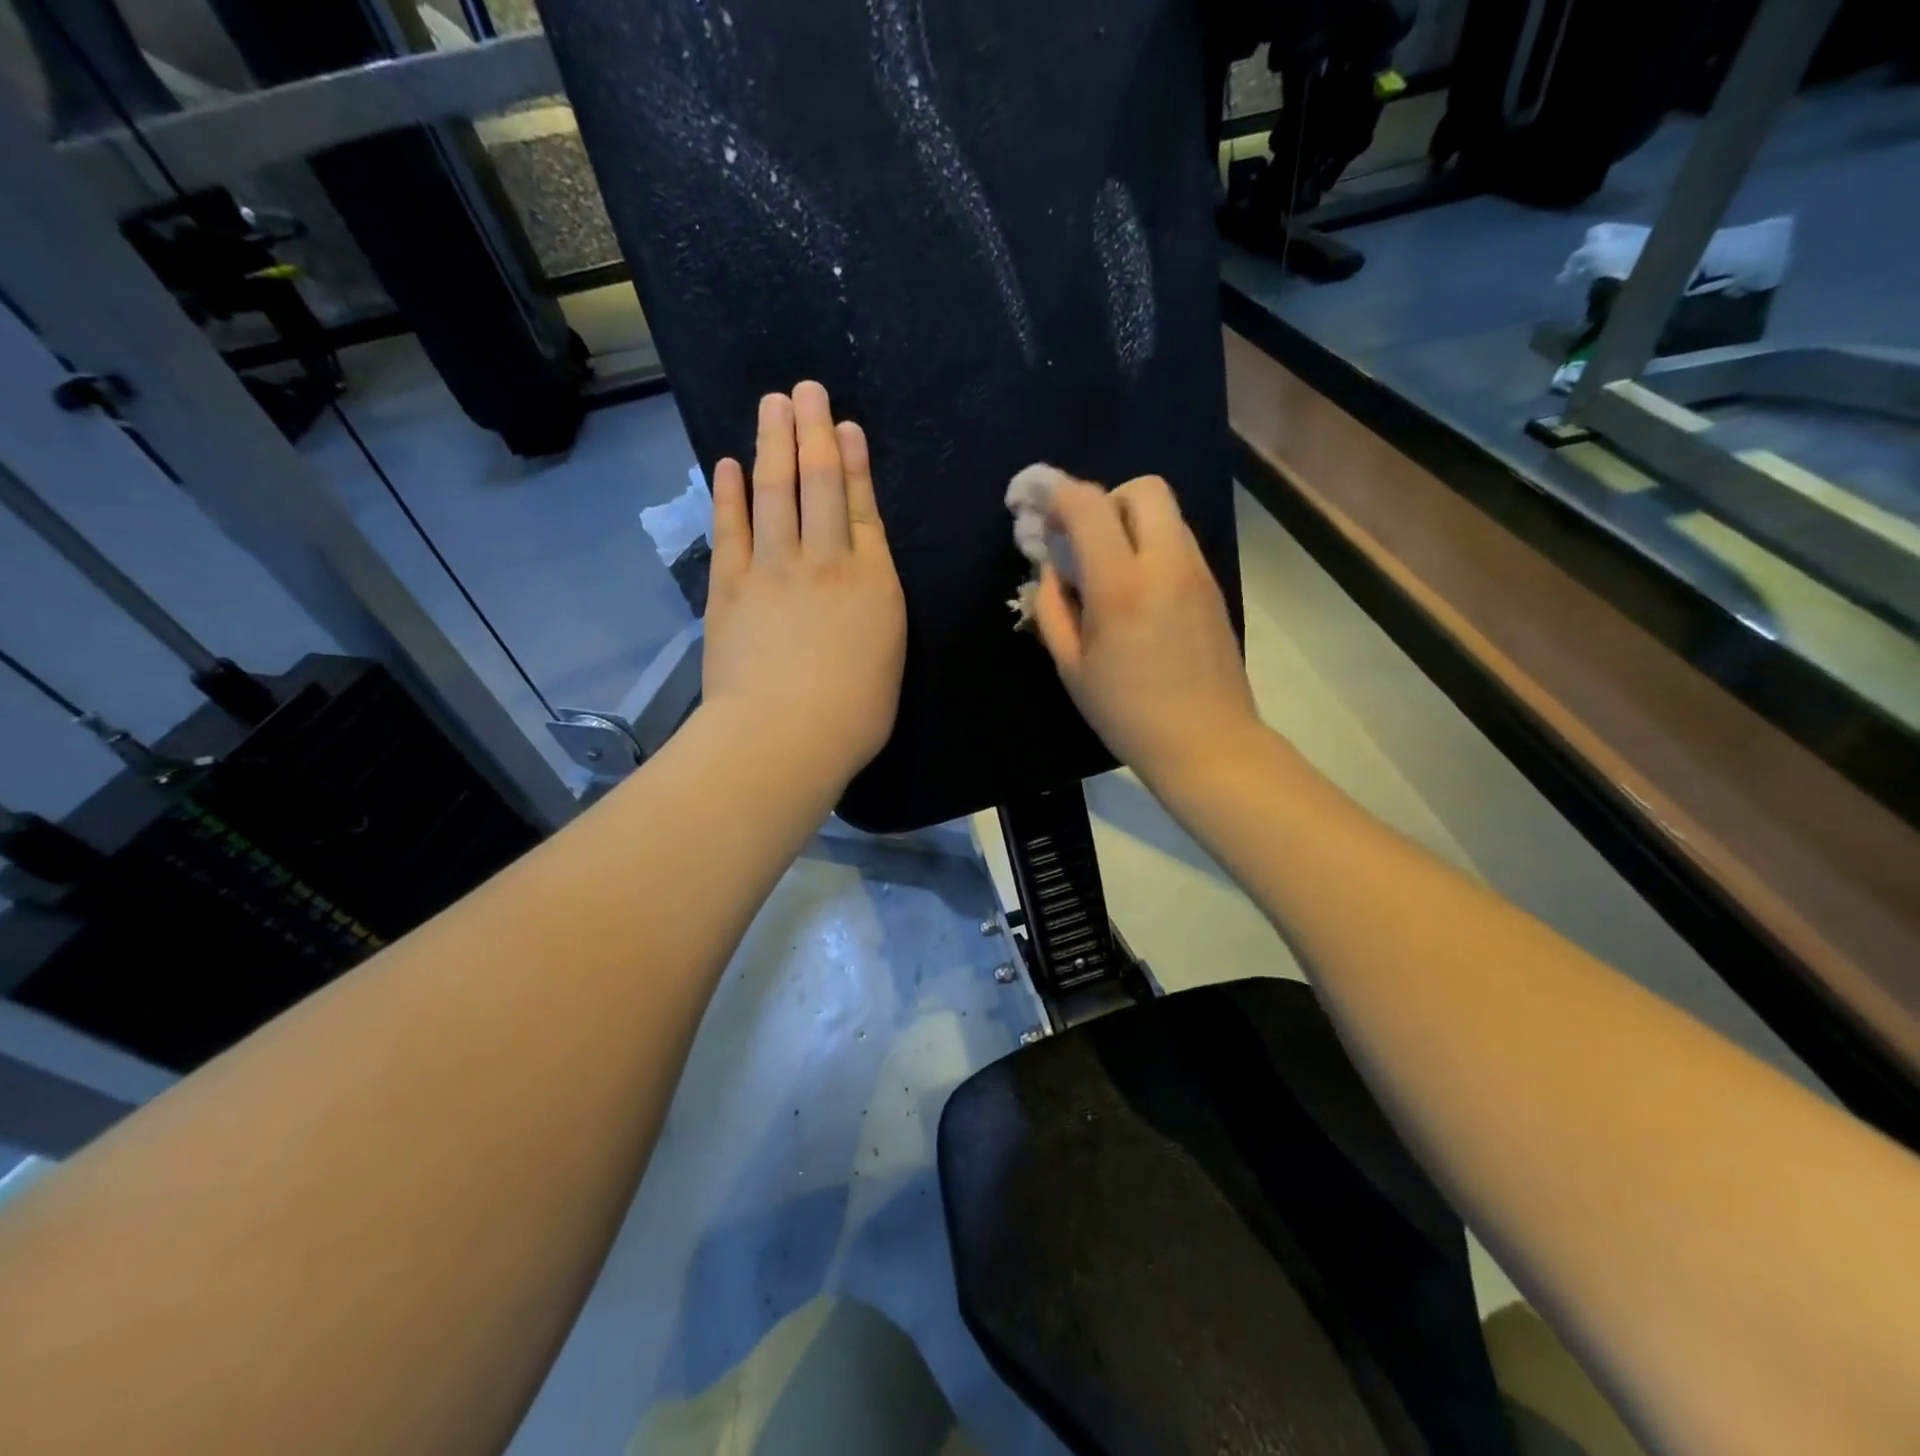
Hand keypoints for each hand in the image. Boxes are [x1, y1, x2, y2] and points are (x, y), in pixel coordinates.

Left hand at [704, 382, 905, 788]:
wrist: (785, 734)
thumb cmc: (854, 714)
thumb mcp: (889, 658)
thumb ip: (875, 611)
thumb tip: (861, 584)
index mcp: (873, 582)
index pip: (861, 508)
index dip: (852, 463)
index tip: (843, 426)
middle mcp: (824, 561)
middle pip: (818, 485)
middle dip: (813, 433)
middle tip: (806, 390)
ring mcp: (772, 569)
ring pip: (775, 493)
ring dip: (773, 445)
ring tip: (773, 404)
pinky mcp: (730, 586)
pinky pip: (731, 528)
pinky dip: (729, 494)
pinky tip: (727, 465)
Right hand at [1035, 475, 1262, 790]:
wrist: (1207, 741)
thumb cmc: (1127, 713)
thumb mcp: (1071, 666)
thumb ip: (1052, 607)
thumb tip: (1051, 569)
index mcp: (1121, 586)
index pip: (1089, 505)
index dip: (1056, 494)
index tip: (1036, 508)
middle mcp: (1166, 564)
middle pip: (1142, 488)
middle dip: (1104, 501)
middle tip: (1082, 541)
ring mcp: (1197, 572)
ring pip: (1165, 513)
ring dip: (1129, 522)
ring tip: (1107, 567)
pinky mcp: (1212, 585)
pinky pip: (1178, 541)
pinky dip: (1150, 545)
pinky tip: (1136, 590)